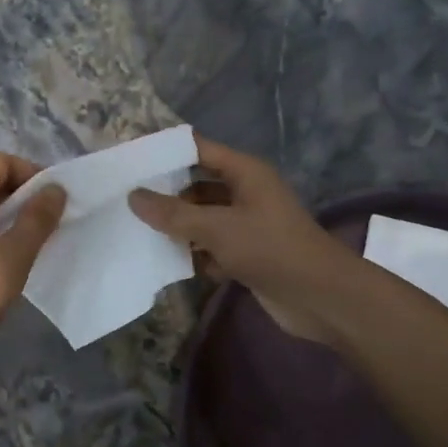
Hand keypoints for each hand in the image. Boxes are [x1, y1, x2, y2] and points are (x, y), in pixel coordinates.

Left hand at [0, 153, 66, 372]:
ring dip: (9, 216)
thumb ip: (37, 220)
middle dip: (23, 195)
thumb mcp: (12, 257)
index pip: (1, 162)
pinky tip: (8, 260)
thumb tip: (55, 189)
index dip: (32, 173)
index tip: (55, 199)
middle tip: (51, 220)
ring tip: (36, 240)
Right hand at [128, 135, 350, 343]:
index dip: (167, 152)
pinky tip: (171, 263)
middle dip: (168, 195)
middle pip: (198, 186)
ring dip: (179, 228)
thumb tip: (133, 196)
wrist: (320, 297)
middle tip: (128, 202)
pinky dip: (196, 254)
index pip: (199, 149)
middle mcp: (247, 193)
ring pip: (204, 219)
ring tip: (140, 232)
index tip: (131, 160)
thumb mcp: (216, 228)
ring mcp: (248, 225)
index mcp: (245, 173)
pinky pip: (213, 246)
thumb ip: (173, 213)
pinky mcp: (248, 254)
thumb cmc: (270, 249)